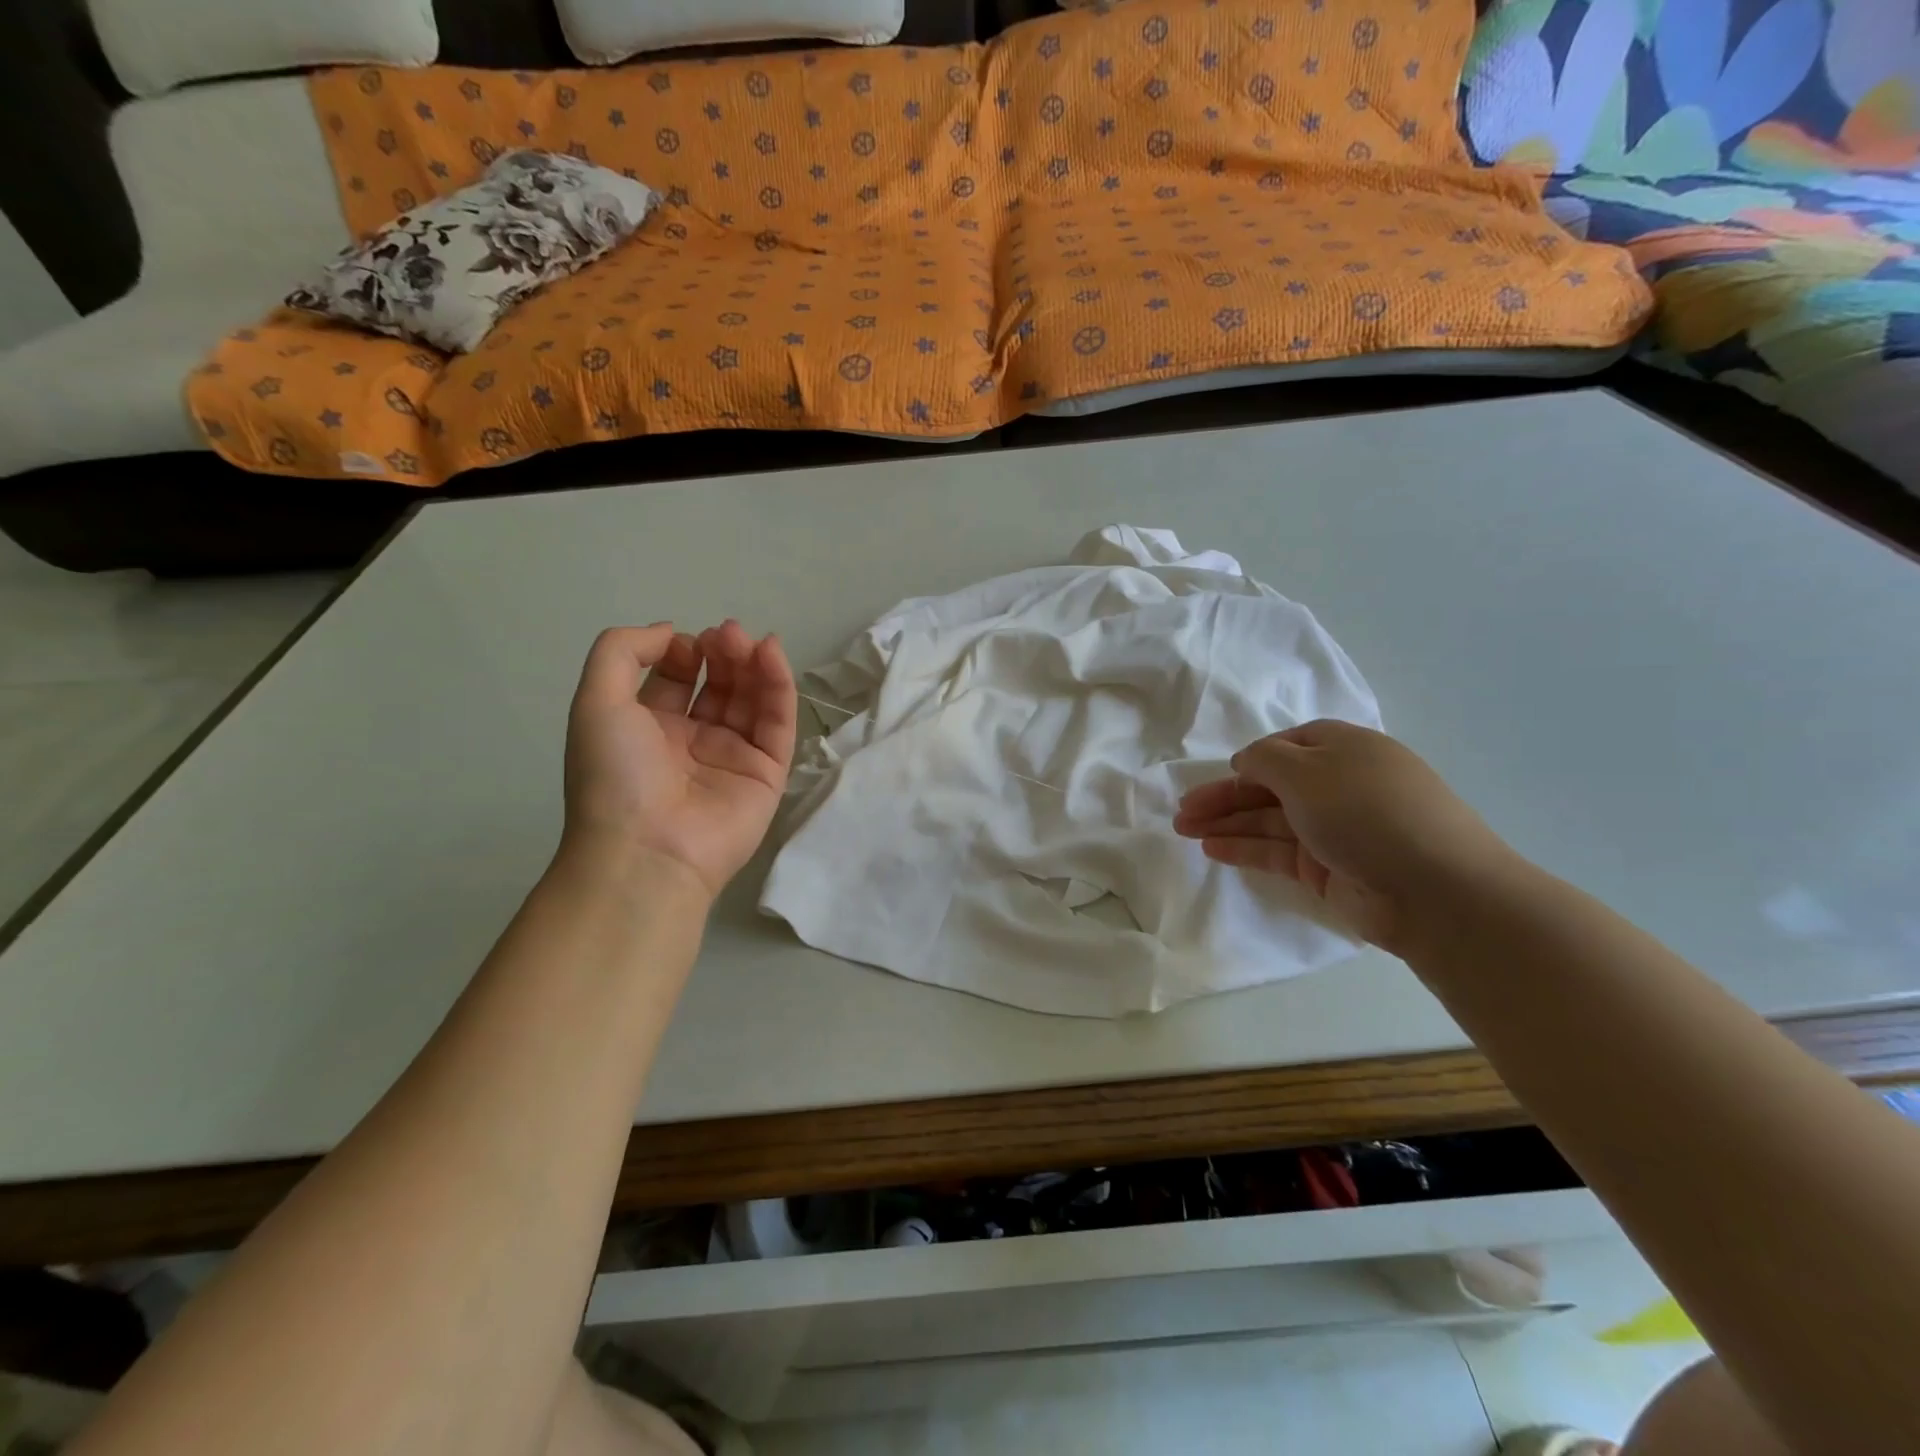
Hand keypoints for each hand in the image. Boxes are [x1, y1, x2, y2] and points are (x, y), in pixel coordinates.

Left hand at [561, 621, 795, 900]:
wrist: (647, 852)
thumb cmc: (614, 776)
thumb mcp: (595, 701)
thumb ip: (622, 652)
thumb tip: (670, 632)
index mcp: (650, 728)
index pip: (678, 679)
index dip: (685, 653)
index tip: (688, 643)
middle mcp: (693, 741)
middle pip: (720, 686)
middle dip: (724, 653)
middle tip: (728, 633)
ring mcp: (733, 758)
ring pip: (753, 701)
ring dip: (754, 664)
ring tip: (750, 640)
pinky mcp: (768, 774)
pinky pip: (778, 724)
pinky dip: (779, 688)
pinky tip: (772, 656)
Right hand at [1173, 720, 1517, 952]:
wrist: (1434, 889)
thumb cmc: (1366, 810)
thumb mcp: (1307, 768)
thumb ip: (1264, 759)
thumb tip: (1246, 762)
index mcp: (1344, 748)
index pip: (1287, 745)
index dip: (1251, 759)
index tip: (1219, 774)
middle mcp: (1339, 785)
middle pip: (1271, 785)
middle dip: (1225, 795)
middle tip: (1182, 811)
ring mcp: (1335, 829)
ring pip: (1268, 820)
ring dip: (1226, 822)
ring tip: (1183, 830)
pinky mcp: (1329, 868)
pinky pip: (1277, 851)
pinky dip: (1244, 847)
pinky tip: (1211, 849)